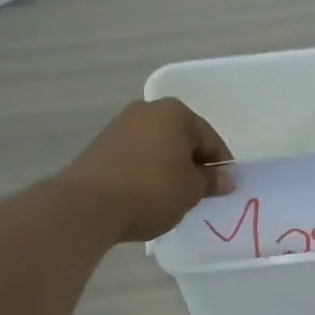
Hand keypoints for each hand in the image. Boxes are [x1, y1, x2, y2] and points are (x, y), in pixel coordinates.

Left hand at [62, 99, 234, 243]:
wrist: (89, 204)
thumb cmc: (152, 190)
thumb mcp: (191, 190)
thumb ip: (210, 181)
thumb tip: (226, 178)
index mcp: (175, 113)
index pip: (209, 138)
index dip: (220, 165)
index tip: (224, 188)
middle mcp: (146, 111)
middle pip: (181, 139)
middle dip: (192, 164)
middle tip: (200, 193)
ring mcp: (120, 127)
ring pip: (157, 148)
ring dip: (168, 168)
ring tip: (173, 198)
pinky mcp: (101, 148)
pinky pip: (135, 158)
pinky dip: (146, 173)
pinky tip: (147, 196)